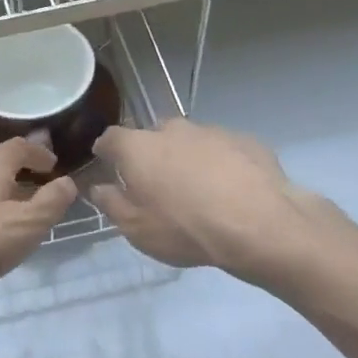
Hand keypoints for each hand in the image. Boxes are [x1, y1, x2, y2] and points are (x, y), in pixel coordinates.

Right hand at [88, 119, 357, 292]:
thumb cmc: (185, 228)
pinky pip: (222, 150)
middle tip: (157, 187)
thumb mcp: (136, 228)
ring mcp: (210, 130)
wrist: (259, 225)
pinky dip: (219, 165)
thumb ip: (111, 203)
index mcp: (137, 147)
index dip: (106, 153)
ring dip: (187, 159)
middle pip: (152, 137)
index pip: (110, 138)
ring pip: (189, 142)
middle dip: (150, 156)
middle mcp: (171, 129)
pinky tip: (230, 192)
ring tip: (198, 193)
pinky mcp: (244, 140)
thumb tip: (98, 187)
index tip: (109, 168)